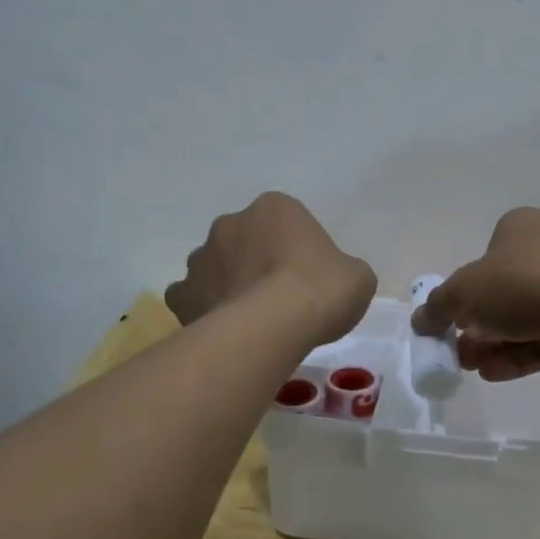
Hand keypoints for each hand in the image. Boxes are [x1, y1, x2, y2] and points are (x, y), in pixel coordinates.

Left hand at [167, 193, 376, 345]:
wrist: (275, 325)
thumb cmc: (321, 289)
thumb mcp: (357, 276)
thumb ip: (342, 270)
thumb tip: (334, 281)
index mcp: (275, 208)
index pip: (286, 222)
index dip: (297, 250)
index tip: (308, 278)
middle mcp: (230, 223)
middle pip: (245, 241)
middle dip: (256, 263)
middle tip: (278, 297)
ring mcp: (201, 258)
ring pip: (215, 268)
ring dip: (229, 284)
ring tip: (251, 319)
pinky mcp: (182, 295)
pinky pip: (193, 299)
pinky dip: (204, 311)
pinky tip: (225, 331)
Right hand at [411, 207, 539, 380]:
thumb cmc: (520, 284)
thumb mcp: (463, 293)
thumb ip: (437, 307)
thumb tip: (419, 321)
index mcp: (521, 227)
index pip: (487, 255)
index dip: (466, 290)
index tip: (453, 321)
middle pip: (505, 292)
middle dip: (478, 327)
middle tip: (460, 353)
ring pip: (527, 317)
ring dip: (496, 344)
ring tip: (476, 369)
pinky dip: (522, 353)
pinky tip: (498, 374)